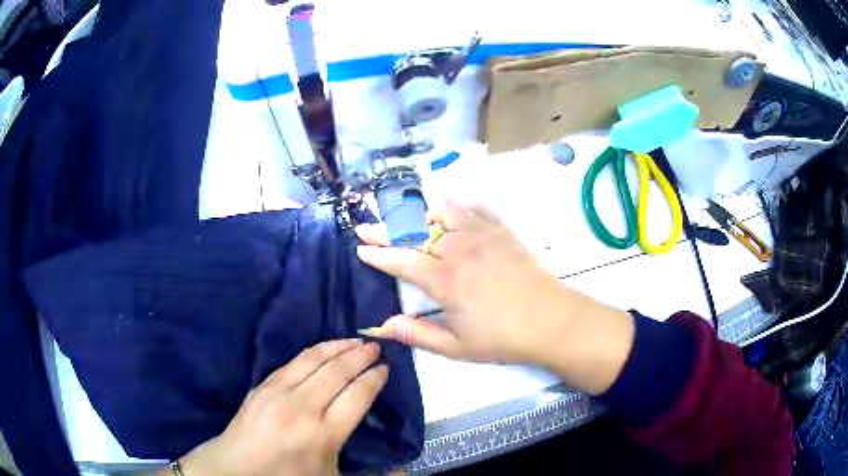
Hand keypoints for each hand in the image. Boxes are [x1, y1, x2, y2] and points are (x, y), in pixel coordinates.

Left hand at [174, 339, 387, 475]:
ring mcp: (279, 393)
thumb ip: (369, 474)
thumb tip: (404, 472)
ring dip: (338, 347)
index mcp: (324, 435)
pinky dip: (314, 351)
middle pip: (338, 372)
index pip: (357, 396)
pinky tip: (323, 349)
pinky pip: (293, 362)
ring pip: (314, 360)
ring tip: (355, 340)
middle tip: (376, 346)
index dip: (374, 379)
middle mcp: (303, 408)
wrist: (236, 469)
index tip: (386, 368)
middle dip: (360, 356)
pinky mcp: (263, 386)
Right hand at [356, 200, 573, 363]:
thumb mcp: (456, 347)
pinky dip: (461, 206)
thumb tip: (381, 326)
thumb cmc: (502, 338)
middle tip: (370, 225)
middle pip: (415, 232)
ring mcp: (482, 235)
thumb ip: (416, 335)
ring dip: (425, 213)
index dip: (377, 253)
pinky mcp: (502, 231)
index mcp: (444, 280)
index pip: (400, 260)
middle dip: (387, 229)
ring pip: (444, 211)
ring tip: (418, 221)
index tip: (360, 247)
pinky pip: (476, 208)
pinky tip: (457, 209)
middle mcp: (458, 249)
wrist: (551, 321)